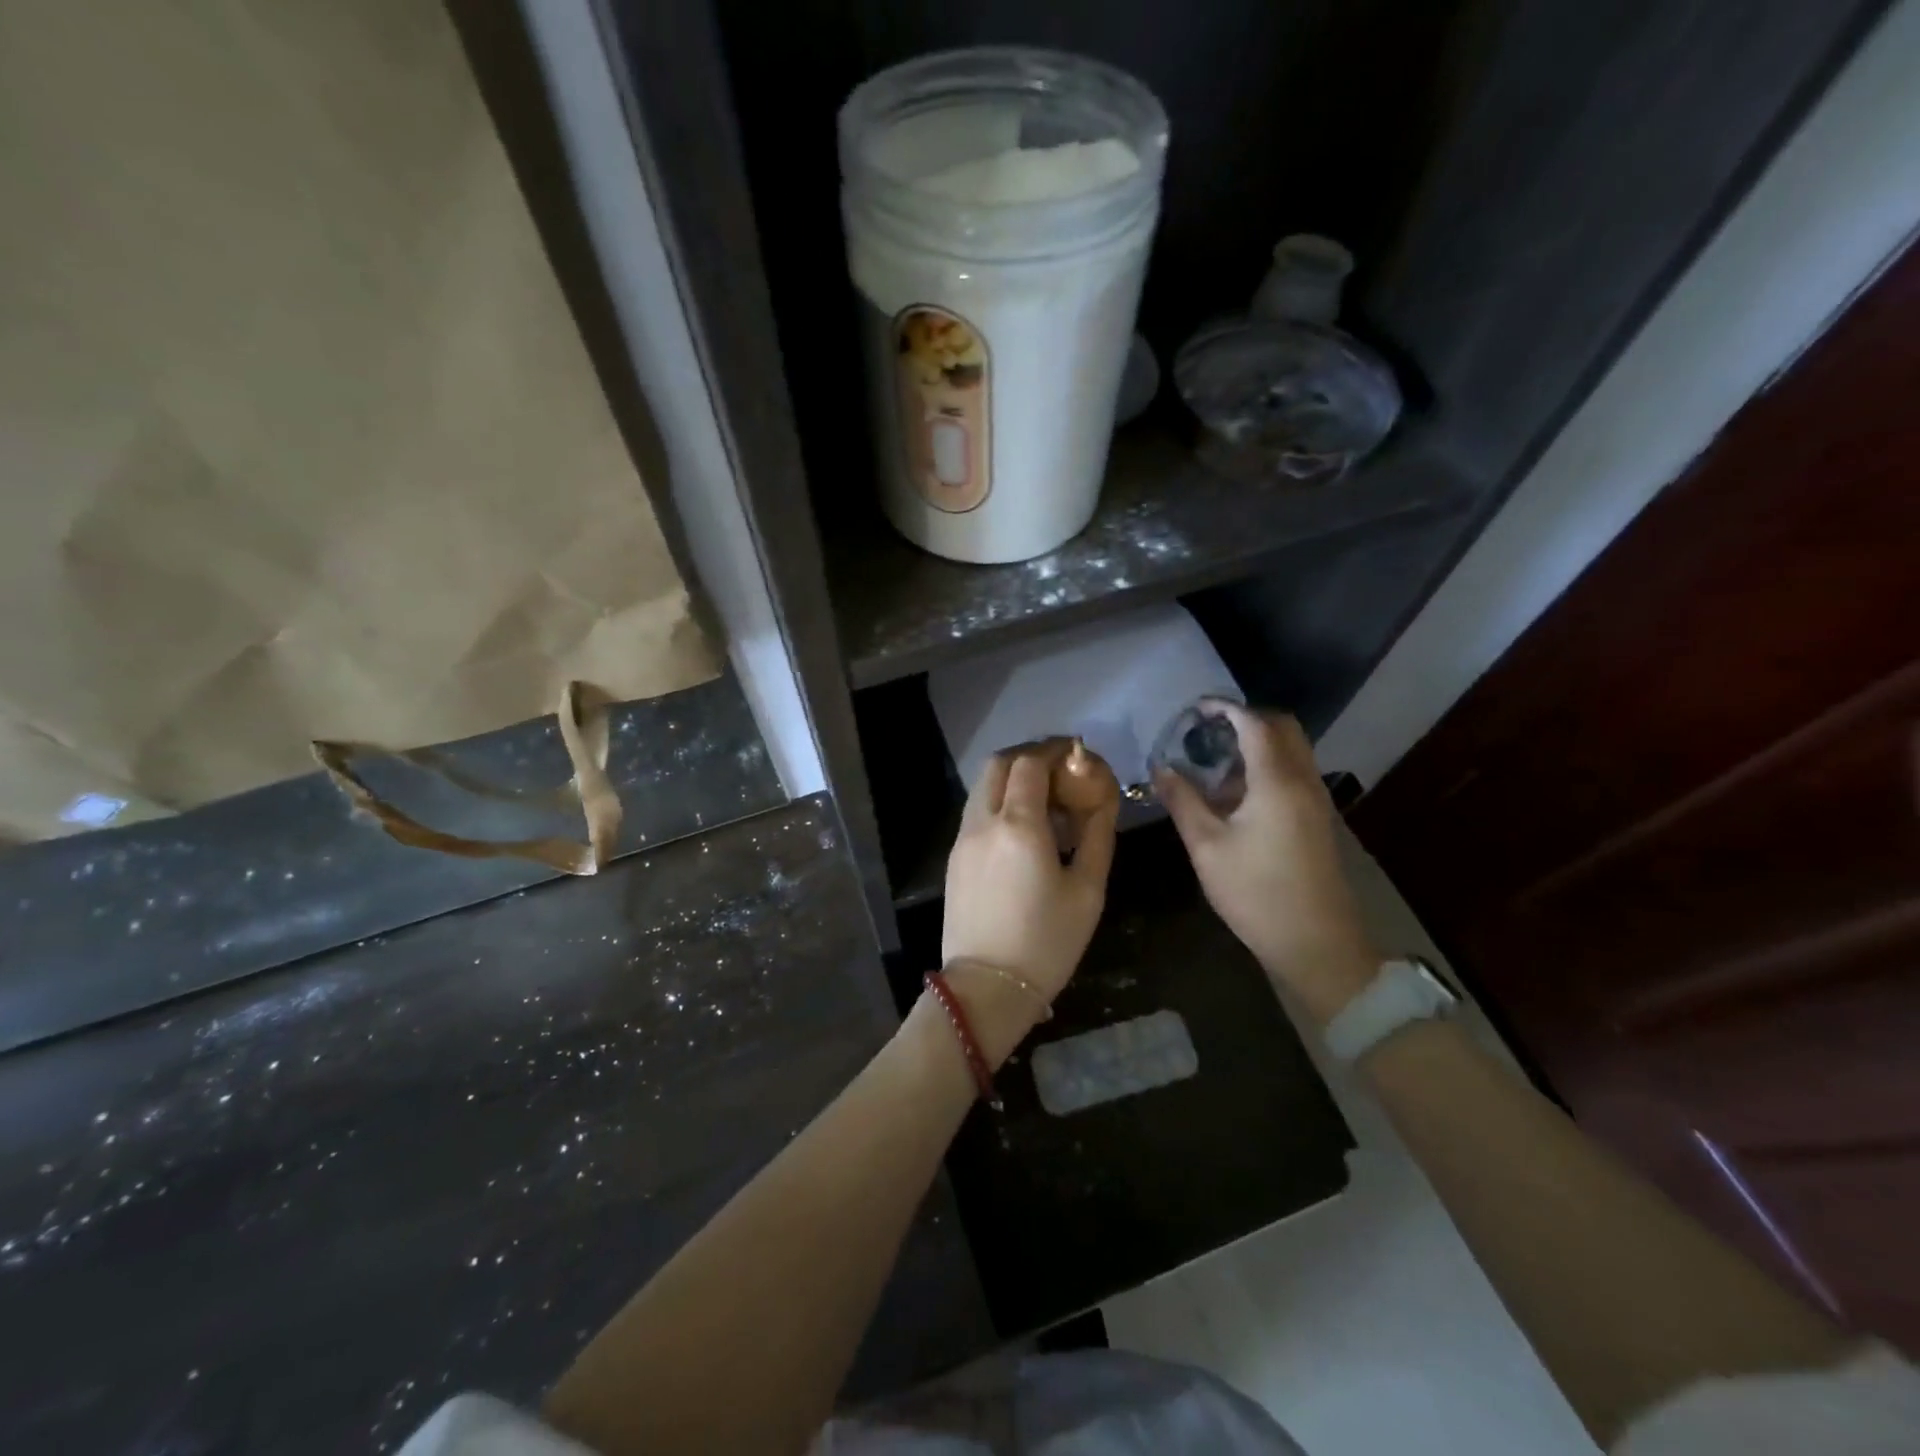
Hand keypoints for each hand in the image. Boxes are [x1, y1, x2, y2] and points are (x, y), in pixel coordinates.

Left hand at [940, 743, 1117, 1062]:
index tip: (1077, 755)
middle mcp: (983, 822)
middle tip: (1059, 771)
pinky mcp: (953, 858)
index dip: (1054, 751)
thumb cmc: (1047, 943)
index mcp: (1019, 826)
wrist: (986, 988)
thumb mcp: (1088, 891)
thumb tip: (1104, 801)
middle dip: (1029, 757)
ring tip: (1043, 800)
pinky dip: (997, 802)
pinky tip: (1021, 829)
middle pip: (998, 765)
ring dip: (1010, 779)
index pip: (1030, 763)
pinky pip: (975, 812)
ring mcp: (962, 839)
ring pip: (982, 787)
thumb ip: (1097, 836)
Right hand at [1155, 704, 1376, 1024]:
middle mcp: (1304, 780)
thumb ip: (1182, 800)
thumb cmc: (1256, 893)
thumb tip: (1160, 768)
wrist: (1317, 944)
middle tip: (1206, 731)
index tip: (1195, 708)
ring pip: (1291, 751)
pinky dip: (1266, 766)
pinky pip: (1293, 773)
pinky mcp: (1317, 819)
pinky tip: (1234, 794)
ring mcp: (1316, 800)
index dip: (1225, 709)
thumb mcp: (1207, 846)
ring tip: (1213, 761)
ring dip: (1257, 744)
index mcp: (1277, 781)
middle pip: (1282, 728)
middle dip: (1245, 719)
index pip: (1255, 723)